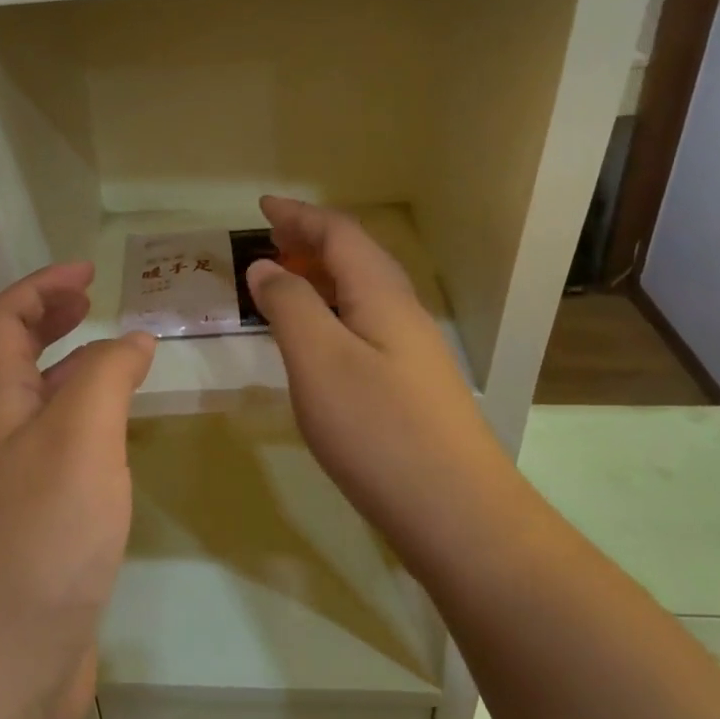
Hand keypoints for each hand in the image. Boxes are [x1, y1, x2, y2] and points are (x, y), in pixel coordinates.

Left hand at [0, 263, 153, 718]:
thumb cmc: (35, 544)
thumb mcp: (79, 442)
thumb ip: (106, 379)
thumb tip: (131, 338)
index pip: (1, 324)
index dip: (38, 287)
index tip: (89, 273)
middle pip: (12, 363)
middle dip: (48, 321)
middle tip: (94, 303)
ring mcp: (11, 497)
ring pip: (39, 414)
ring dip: (72, 375)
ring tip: (121, 365)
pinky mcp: (35, 542)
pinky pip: (60, 463)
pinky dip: (88, 435)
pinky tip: (119, 451)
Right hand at [244, 197, 511, 564]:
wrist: (457, 513)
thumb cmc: (379, 430)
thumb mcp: (319, 361)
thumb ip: (289, 306)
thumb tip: (265, 266)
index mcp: (381, 295)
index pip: (339, 234)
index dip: (299, 215)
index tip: (262, 206)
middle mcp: (402, 312)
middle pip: (356, 257)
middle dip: (311, 240)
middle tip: (269, 239)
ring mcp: (412, 351)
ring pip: (362, 292)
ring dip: (321, 276)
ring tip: (284, 281)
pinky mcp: (410, 385)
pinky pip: (364, 324)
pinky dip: (332, 313)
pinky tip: (317, 340)